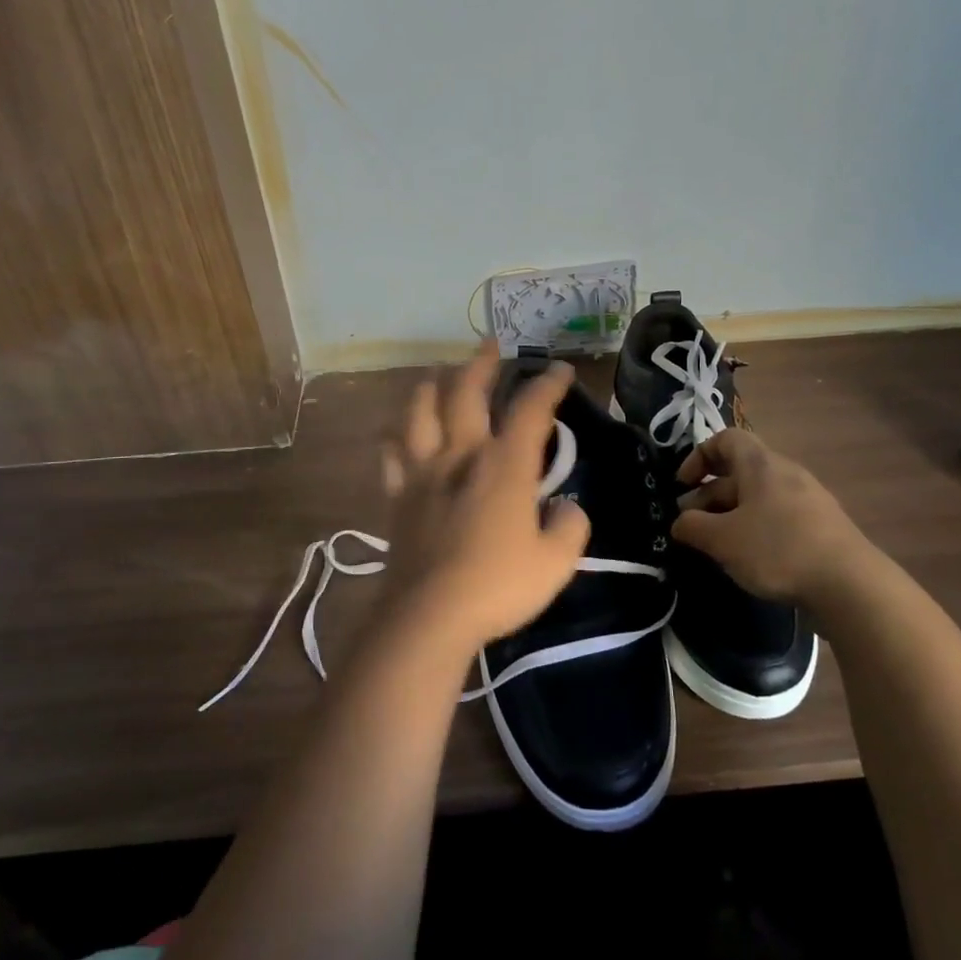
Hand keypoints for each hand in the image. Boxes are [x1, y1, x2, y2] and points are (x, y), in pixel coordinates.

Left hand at [376, 343, 589, 659]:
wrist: (429, 615)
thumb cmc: (498, 586)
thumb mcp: (556, 563)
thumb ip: (570, 527)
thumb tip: (567, 508)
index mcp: (504, 465)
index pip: (530, 410)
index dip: (548, 384)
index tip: (560, 370)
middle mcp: (461, 455)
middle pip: (466, 393)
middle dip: (481, 364)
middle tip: (489, 344)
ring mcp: (423, 473)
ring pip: (419, 413)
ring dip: (430, 388)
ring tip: (436, 375)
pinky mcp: (397, 497)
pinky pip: (391, 456)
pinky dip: (394, 438)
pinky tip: (395, 433)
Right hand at [672, 429, 878, 615]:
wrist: (850, 585)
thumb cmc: (777, 549)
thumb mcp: (722, 540)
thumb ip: (693, 527)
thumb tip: (680, 522)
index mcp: (761, 464)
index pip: (725, 439)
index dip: (698, 456)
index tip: (682, 485)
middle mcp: (785, 473)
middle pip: (739, 472)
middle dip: (708, 495)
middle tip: (690, 525)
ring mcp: (807, 500)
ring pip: (757, 497)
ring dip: (730, 515)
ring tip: (715, 545)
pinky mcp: (820, 527)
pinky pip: (777, 516)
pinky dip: (755, 529)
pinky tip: (749, 558)